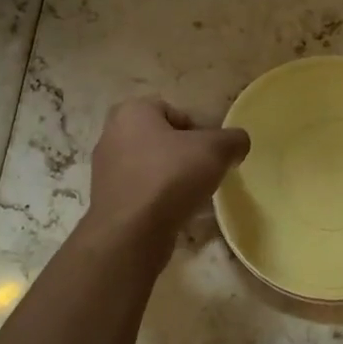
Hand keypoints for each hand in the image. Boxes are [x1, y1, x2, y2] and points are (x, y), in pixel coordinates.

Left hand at [84, 96, 249, 250]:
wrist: (131, 232)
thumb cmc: (171, 177)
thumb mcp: (216, 150)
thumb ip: (233, 140)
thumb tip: (238, 144)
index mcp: (132, 112)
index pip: (173, 112)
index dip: (198, 130)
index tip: (211, 153)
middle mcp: (111, 135)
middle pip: (160, 140)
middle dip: (183, 155)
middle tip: (204, 173)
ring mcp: (104, 170)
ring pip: (149, 167)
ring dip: (170, 178)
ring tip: (191, 196)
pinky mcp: (107, 200)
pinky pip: (140, 192)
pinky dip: (157, 199)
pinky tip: (173, 213)